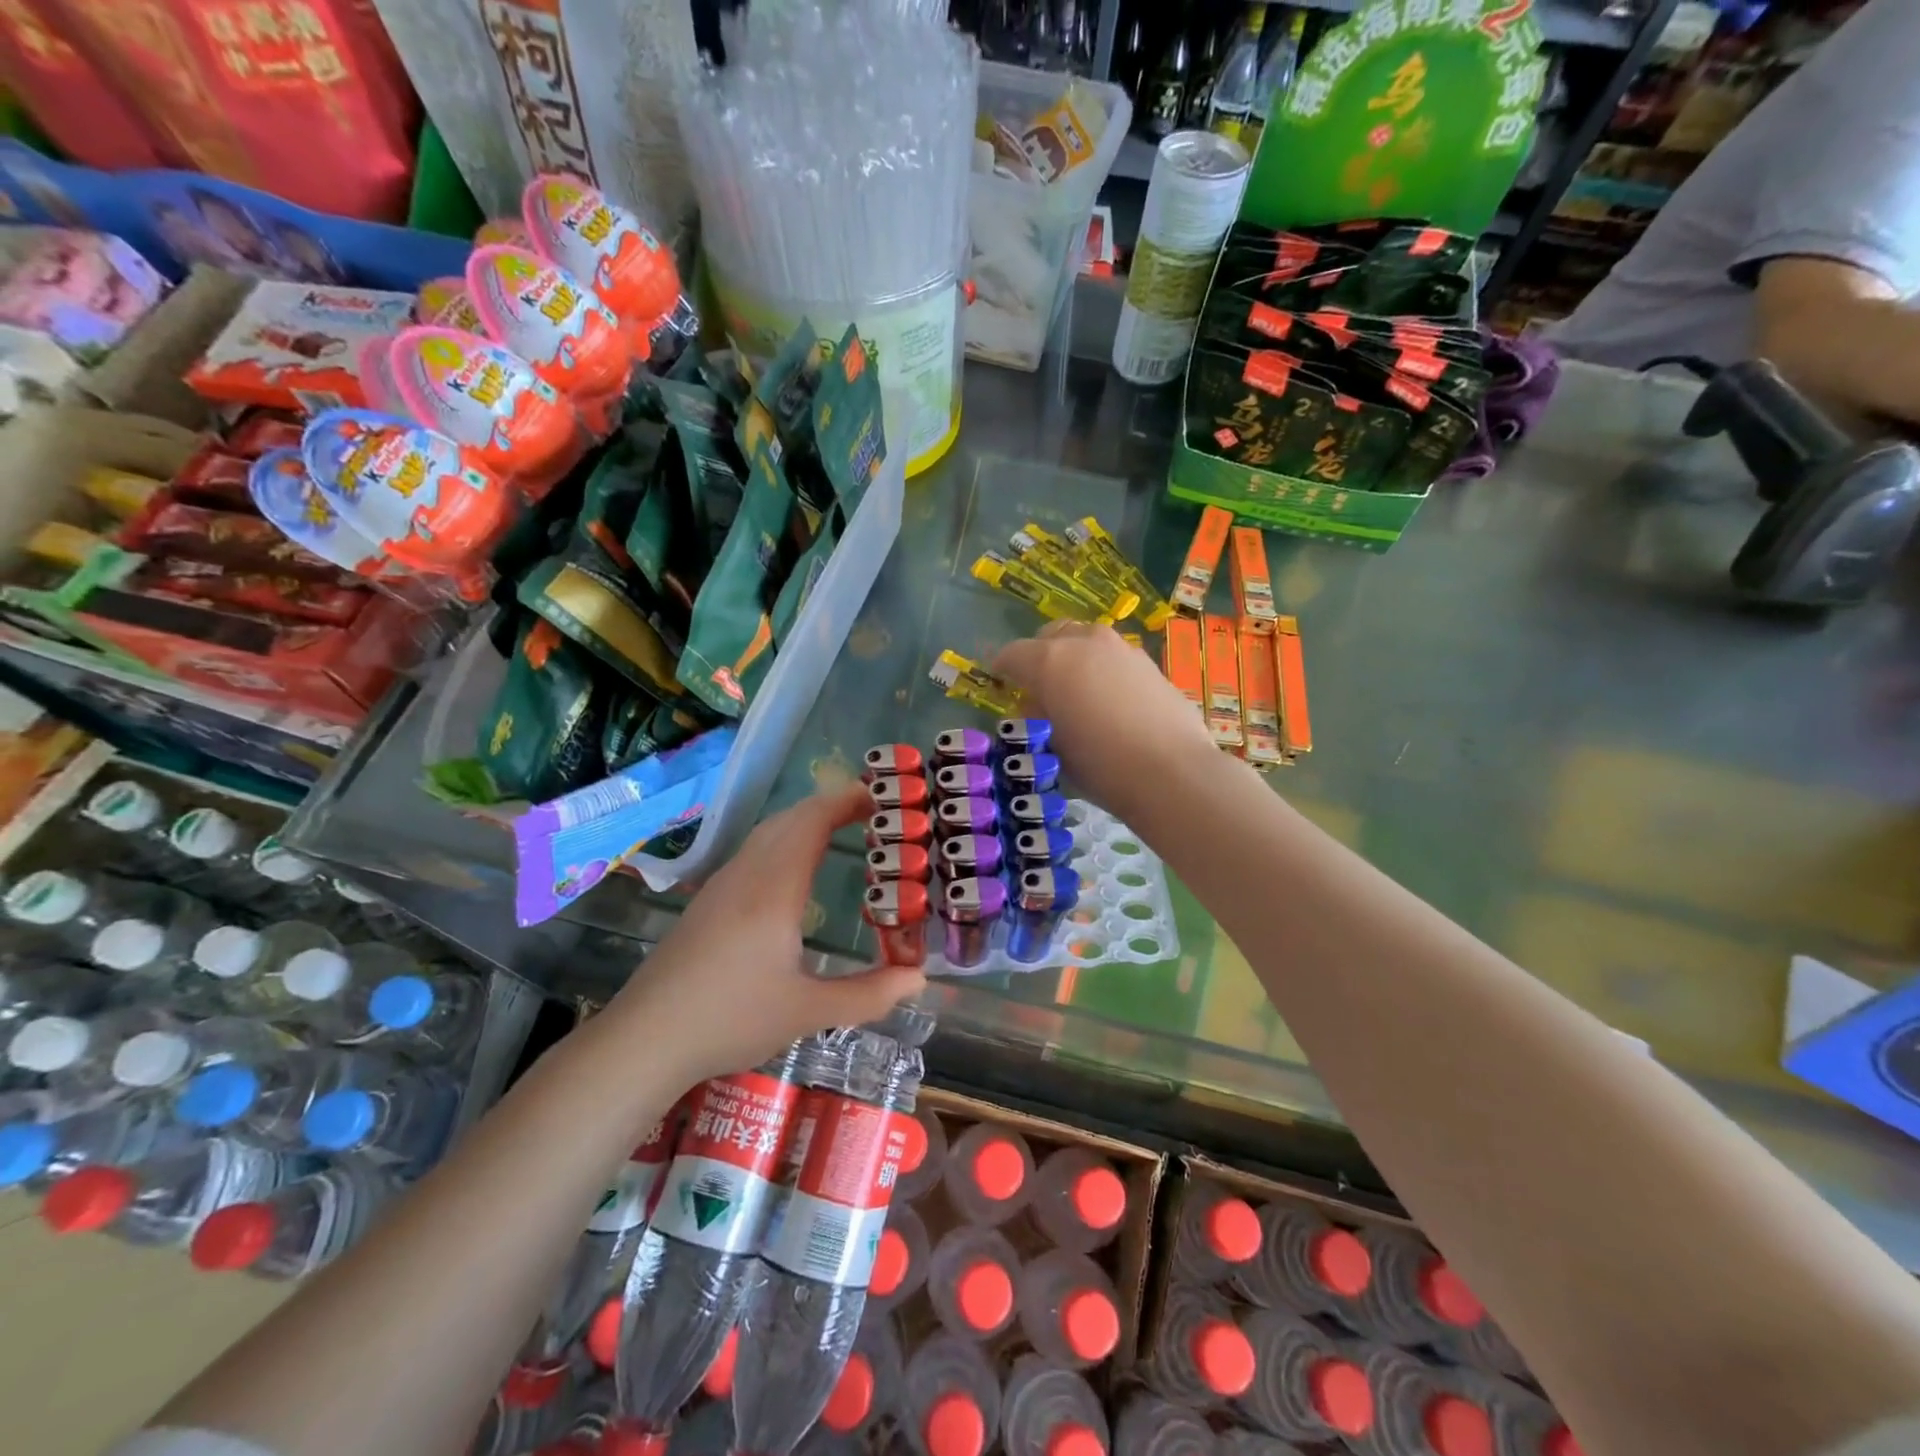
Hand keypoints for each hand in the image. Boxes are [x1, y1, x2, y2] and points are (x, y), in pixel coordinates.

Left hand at [608, 783, 926, 1086]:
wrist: (644, 1039)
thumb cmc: (730, 1020)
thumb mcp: (808, 1012)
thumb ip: (868, 995)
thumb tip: (919, 979)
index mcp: (775, 888)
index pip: (813, 821)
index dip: (848, 801)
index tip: (883, 797)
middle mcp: (747, 874)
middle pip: (791, 818)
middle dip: (832, 805)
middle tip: (874, 813)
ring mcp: (722, 884)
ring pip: (769, 832)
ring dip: (807, 821)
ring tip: (842, 831)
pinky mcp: (708, 901)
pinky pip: (755, 850)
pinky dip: (786, 840)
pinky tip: (796, 871)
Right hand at [994, 621, 1215, 814]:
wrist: (1171, 772)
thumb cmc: (1099, 765)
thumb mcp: (1051, 746)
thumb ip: (1037, 717)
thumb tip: (1037, 704)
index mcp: (1050, 661)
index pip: (1011, 654)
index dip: (1001, 669)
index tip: (1000, 684)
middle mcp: (1085, 642)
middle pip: (1051, 635)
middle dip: (1039, 655)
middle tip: (1039, 686)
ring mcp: (1122, 649)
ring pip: (1087, 641)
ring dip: (1074, 659)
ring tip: (1078, 693)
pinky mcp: (1150, 663)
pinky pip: (1114, 659)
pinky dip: (1104, 671)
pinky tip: (1111, 702)